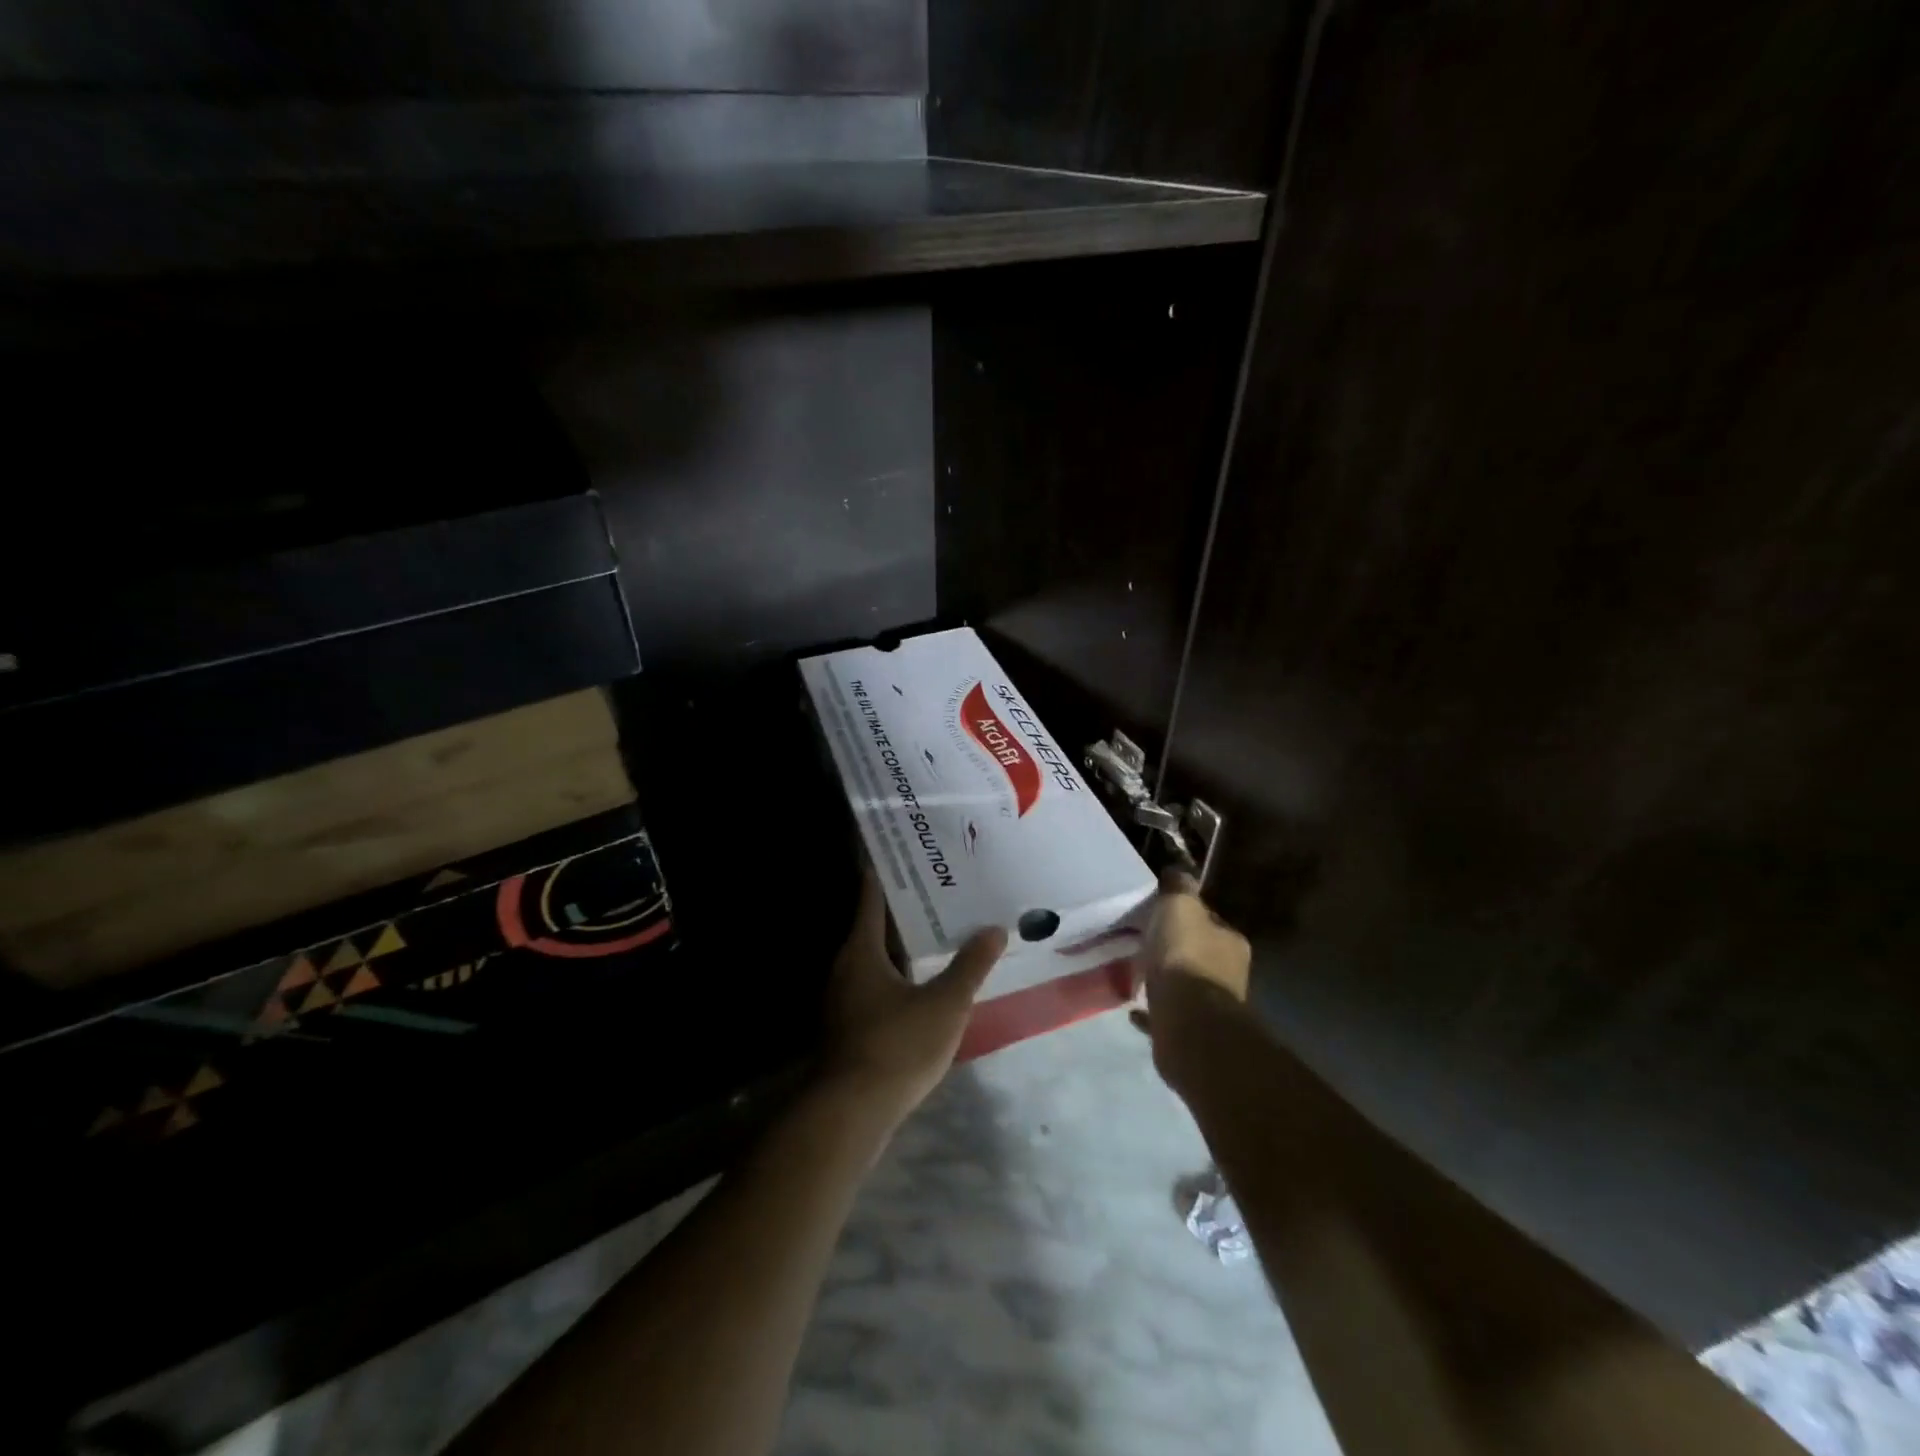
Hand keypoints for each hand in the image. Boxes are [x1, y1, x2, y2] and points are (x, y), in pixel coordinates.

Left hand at [818, 866, 1007, 1132]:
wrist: (852, 1113)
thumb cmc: (897, 1046)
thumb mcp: (945, 1004)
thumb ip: (970, 965)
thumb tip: (994, 929)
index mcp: (861, 950)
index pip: (872, 897)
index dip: (888, 873)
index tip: (908, 853)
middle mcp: (846, 967)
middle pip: (874, 926)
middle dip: (905, 909)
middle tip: (940, 889)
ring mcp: (844, 999)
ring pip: (876, 959)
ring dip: (903, 945)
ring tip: (939, 932)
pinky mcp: (850, 1026)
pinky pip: (877, 985)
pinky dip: (900, 975)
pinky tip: (926, 983)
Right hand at [1135, 871, 1252, 1092]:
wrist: (1188, 1023)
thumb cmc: (1185, 957)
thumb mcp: (1179, 907)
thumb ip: (1179, 888)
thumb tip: (1177, 871)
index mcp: (1231, 942)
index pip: (1210, 921)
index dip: (1187, 915)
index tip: (1161, 913)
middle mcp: (1228, 974)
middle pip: (1199, 953)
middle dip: (1176, 949)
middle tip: (1145, 943)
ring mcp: (1212, 1007)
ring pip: (1185, 986)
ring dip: (1166, 980)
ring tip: (1138, 974)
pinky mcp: (1192, 1033)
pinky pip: (1168, 1015)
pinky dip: (1153, 1011)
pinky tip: (1134, 1009)